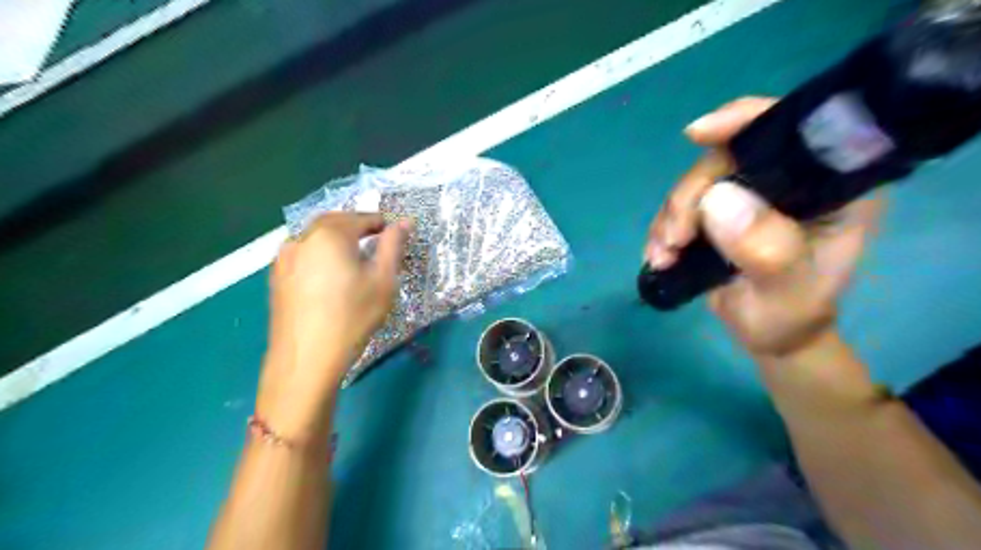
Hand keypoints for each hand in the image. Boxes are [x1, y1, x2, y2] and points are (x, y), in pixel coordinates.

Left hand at [257, 212, 409, 437]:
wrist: (307, 358)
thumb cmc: (353, 316)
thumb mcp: (383, 280)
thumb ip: (393, 246)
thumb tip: (405, 222)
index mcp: (330, 234)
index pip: (361, 218)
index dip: (381, 223)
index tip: (395, 233)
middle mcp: (302, 238)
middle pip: (334, 222)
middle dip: (356, 226)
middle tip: (376, 241)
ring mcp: (284, 257)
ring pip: (315, 237)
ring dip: (336, 239)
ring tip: (354, 258)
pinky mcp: (276, 277)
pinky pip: (303, 253)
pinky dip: (320, 254)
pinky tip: (330, 275)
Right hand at [650, 97, 886, 355]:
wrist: (769, 335)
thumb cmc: (790, 315)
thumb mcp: (787, 291)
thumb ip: (766, 249)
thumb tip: (717, 199)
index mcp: (831, 186)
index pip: (794, 132)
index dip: (745, 120)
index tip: (697, 134)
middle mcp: (790, 180)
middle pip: (727, 158)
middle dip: (690, 197)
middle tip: (673, 240)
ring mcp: (750, 194)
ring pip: (697, 183)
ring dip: (670, 218)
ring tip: (662, 257)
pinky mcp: (720, 210)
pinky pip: (682, 205)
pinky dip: (664, 228)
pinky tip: (659, 256)